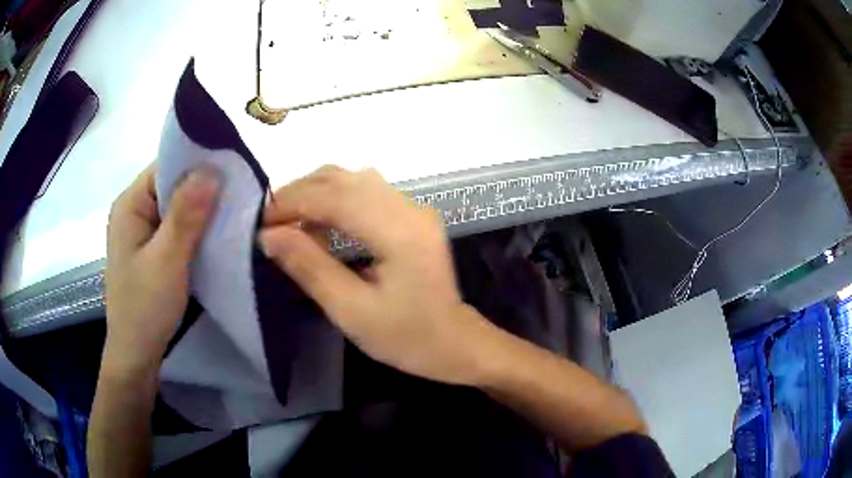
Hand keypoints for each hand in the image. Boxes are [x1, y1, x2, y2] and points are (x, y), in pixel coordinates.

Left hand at [104, 165, 218, 374]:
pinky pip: (177, 229)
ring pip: (177, 208)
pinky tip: (216, 236)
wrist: (136, 356)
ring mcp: (143, 232)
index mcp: (130, 204)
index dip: (197, 163)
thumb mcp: (167, 260)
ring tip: (234, 213)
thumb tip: (212, 168)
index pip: (166, 166)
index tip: (232, 169)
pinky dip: (196, 230)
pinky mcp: (152, 250)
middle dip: (204, 188)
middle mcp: (135, 211)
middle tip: (239, 194)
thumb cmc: (145, 308)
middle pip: (172, 185)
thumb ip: (186, 214)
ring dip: (202, 211)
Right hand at [260, 166, 493, 385]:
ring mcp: (412, 207)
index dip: (291, 203)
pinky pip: (364, 192)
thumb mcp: (352, 311)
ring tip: (286, 221)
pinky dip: (333, 201)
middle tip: (268, 221)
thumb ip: (309, 268)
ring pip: (352, 180)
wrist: (454, 343)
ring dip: (314, 193)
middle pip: (343, 179)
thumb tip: (268, 235)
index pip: (334, 197)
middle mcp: (408, 207)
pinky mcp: (410, 215)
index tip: (259, 222)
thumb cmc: (406, 338)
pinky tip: (317, 225)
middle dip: (298, 194)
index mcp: (400, 231)